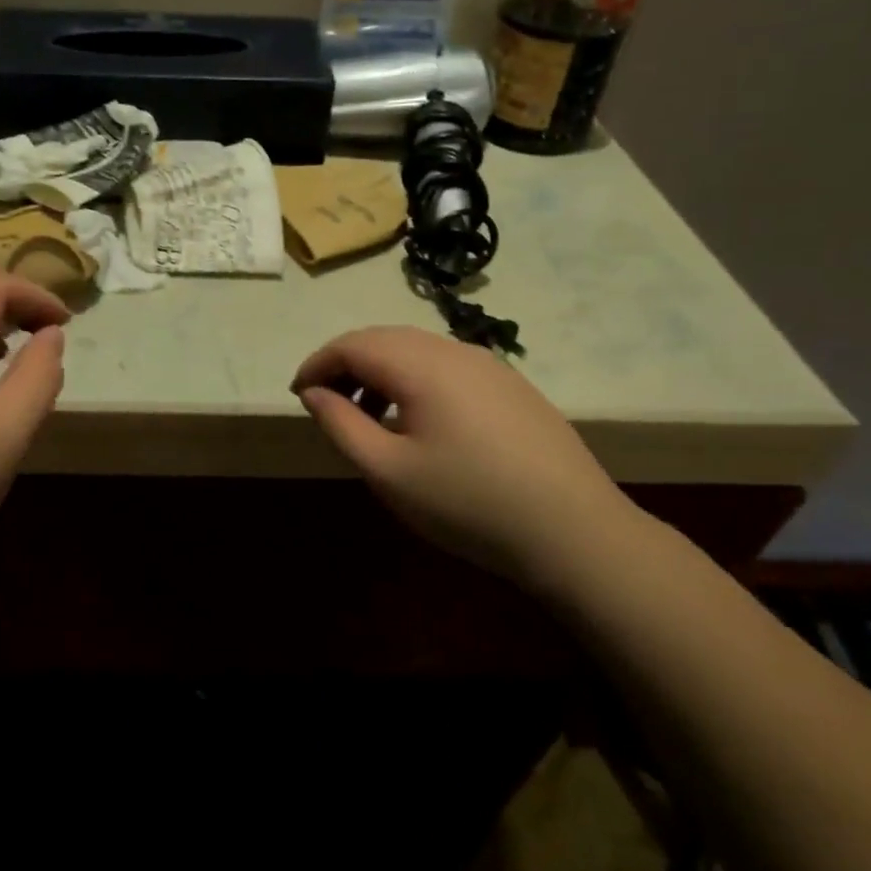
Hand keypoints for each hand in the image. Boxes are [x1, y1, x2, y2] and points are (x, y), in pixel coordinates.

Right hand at [292, 326, 639, 587]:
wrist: (573, 530)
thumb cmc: (467, 503)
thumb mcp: (389, 472)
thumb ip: (342, 425)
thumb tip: (314, 393)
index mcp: (421, 365)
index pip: (352, 344)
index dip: (317, 364)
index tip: (297, 395)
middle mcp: (455, 350)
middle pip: (385, 339)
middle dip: (346, 364)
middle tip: (326, 404)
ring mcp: (490, 366)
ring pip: (418, 351)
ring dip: (381, 372)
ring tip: (368, 416)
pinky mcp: (512, 386)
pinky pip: (447, 367)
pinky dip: (415, 381)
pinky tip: (418, 421)